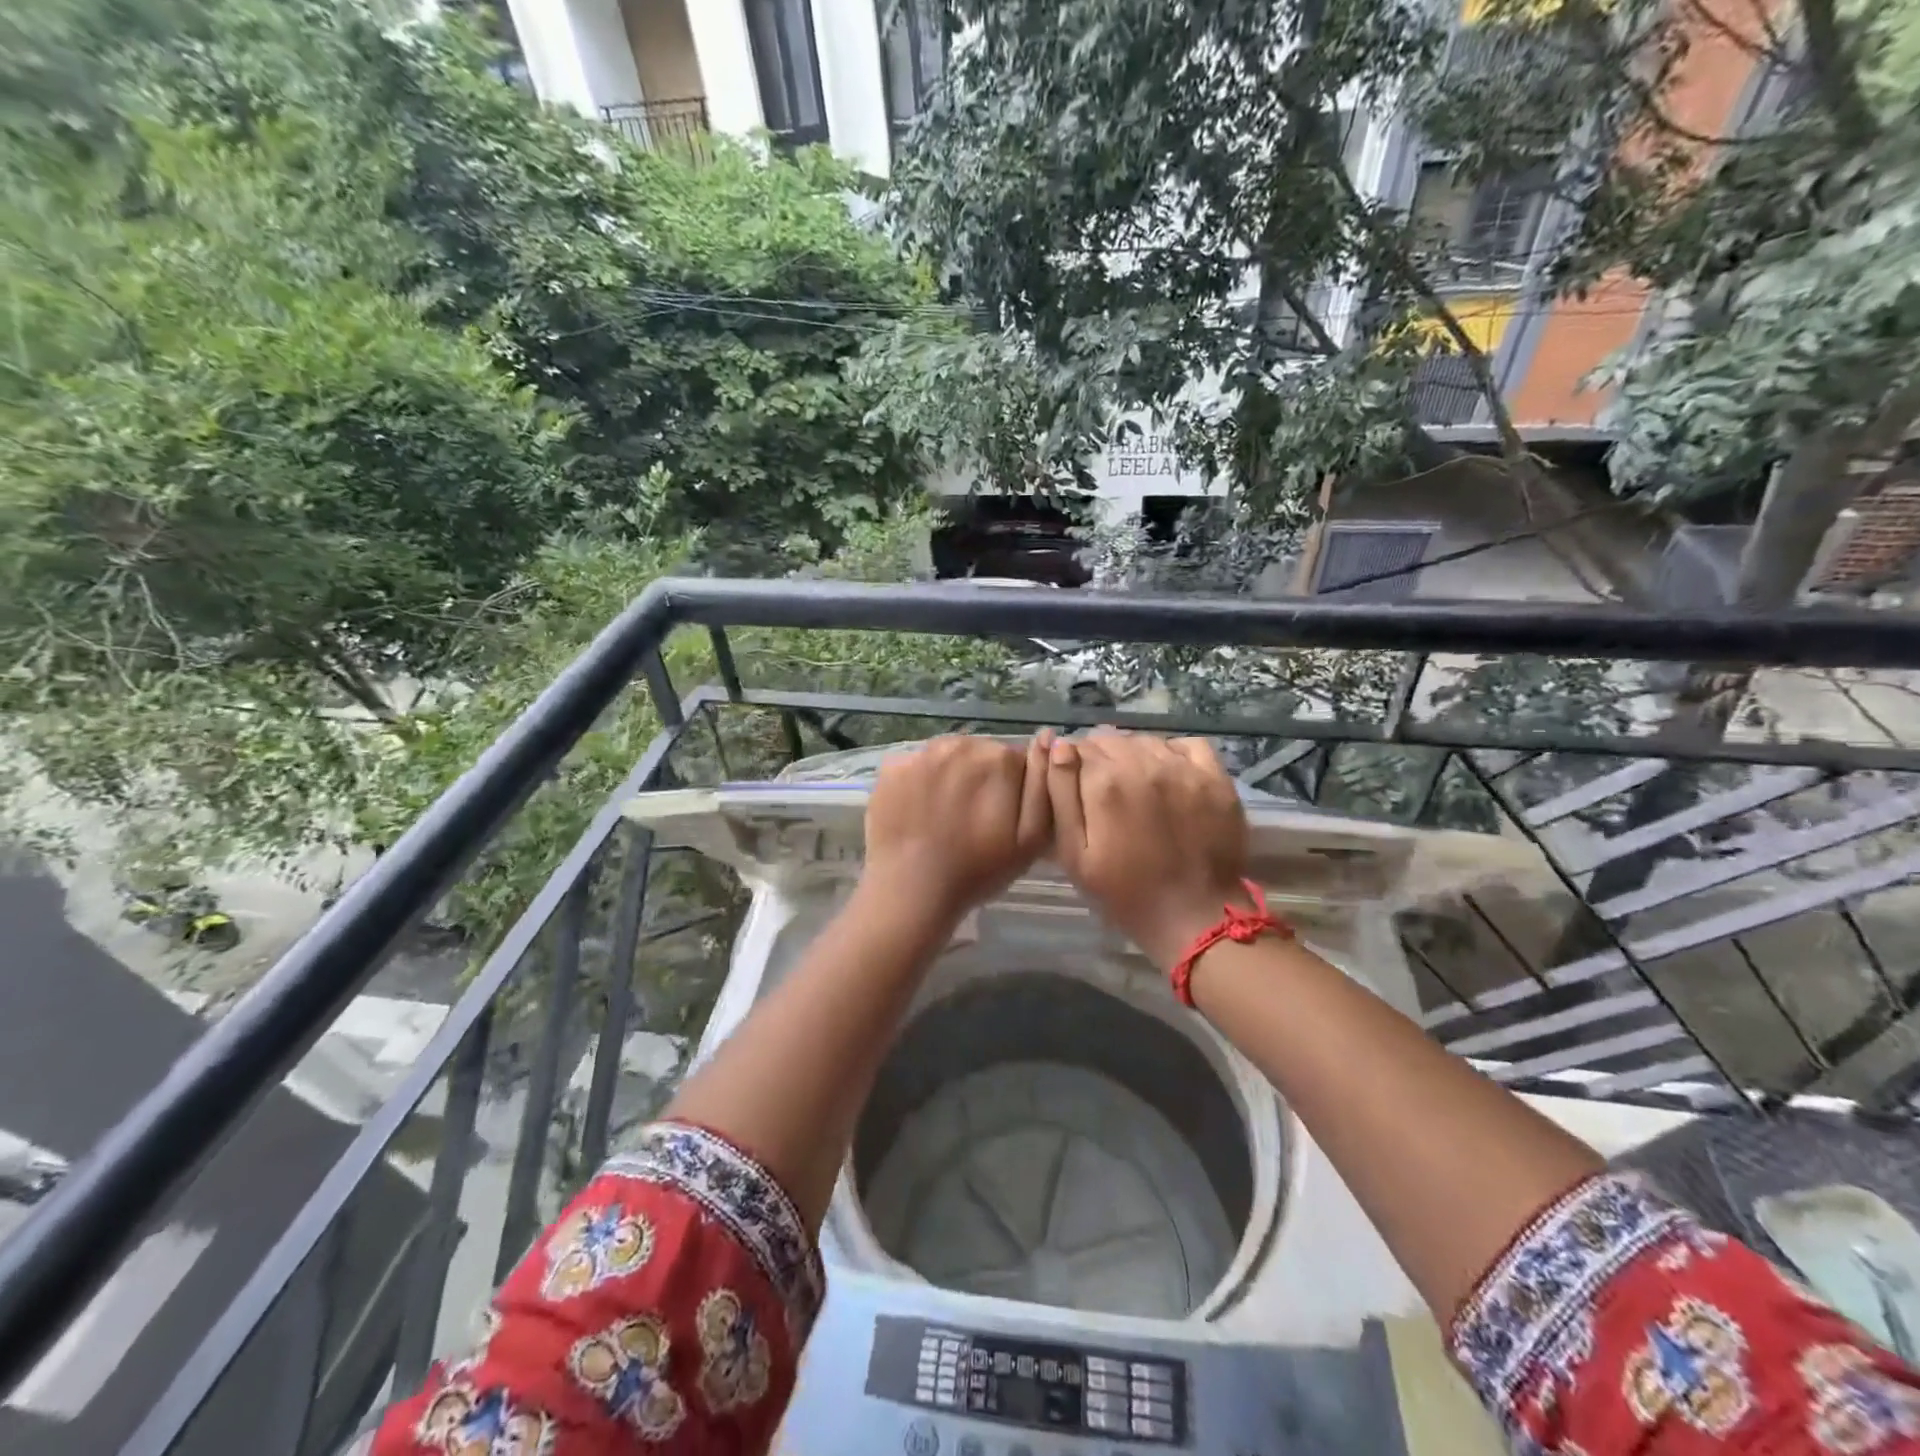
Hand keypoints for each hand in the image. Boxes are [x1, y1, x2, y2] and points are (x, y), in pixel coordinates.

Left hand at [864, 734, 1052, 925]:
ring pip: (947, 758)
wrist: (911, 891)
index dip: (1013, 789)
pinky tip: (918, 813)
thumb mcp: (1032, 837)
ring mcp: (921, 753)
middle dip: (981, 779)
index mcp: (999, 758)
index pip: (1017, 761)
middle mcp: (961, 743)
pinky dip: (919, 784)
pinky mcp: (892, 767)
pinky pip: (916, 768)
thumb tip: (1047, 738)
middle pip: (981, 754)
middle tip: (974, 820)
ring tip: (944, 817)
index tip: (1003, 818)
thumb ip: (1043, 784)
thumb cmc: (979, 870)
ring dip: (951, 778)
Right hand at [1046, 731, 1251, 967]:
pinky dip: (1172, 753)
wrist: (1194, 917)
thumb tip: (1058, 746)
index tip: (1076, 788)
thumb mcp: (1075, 854)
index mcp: (1104, 782)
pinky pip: (1187, 745)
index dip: (1071, 766)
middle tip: (1104, 793)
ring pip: (1146, 741)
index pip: (1076, 748)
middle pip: (1110, 741)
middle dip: (1100, 759)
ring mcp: (1183, 768)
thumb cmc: (1124, 893)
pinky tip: (1168, 775)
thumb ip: (1061, 795)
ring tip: (1135, 786)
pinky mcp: (1214, 778)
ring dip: (1134, 755)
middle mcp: (1142, 763)